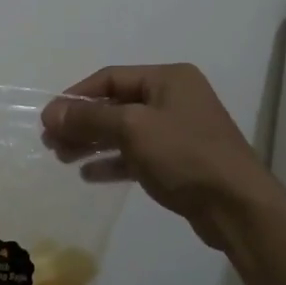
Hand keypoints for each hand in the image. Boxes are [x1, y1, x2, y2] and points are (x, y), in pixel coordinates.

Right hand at [42, 64, 269, 246]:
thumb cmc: (185, 155)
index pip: (111, 78)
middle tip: (51, 142)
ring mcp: (178, 130)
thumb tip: (50, 113)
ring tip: (62, 157)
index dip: (76, 96)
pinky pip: (137, 154)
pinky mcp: (179, 161)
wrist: (237, 206)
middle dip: (82, 122)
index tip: (48, 118)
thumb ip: (90, 118)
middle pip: (116, 104)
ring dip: (92, 142)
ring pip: (124, 131)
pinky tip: (88, 174)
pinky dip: (113, 161)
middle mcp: (174, 98)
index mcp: (168, 78)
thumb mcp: (133, 129)